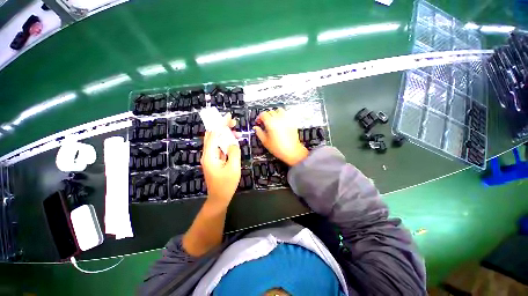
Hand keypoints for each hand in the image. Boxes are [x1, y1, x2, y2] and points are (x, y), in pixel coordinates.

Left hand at [200, 116, 240, 205]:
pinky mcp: (214, 161)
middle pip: (212, 136)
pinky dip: (225, 143)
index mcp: (209, 155)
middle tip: (233, 122)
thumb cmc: (226, 184)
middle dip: (222, 126)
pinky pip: (219, 148)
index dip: (220, 124)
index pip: (213, 135)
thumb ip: (234, 152)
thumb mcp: (233, 168)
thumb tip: (234, 142)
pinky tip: (233, 141)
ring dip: (225, 135)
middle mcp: (207, 154)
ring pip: (216, 141)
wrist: (219, 198)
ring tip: (236, 131)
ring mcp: (210, 158)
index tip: (228, 116)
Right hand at [253, 108, 308, 165]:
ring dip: (274, 113)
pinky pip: (286, 115)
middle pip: (271, 111)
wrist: (292, 152)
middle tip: (264, 122)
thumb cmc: (278, 148)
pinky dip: (281, 116)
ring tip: (272, 120)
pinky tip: (280, 123)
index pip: (263, 114)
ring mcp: (286, 120)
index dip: (259, 117)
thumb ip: (259, 133)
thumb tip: (256, 128)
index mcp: (271, 123)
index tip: (258, 122)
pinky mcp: (292, 122)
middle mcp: (279, 119)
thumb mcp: (265, 141)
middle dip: (266, 116)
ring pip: (279, 110)